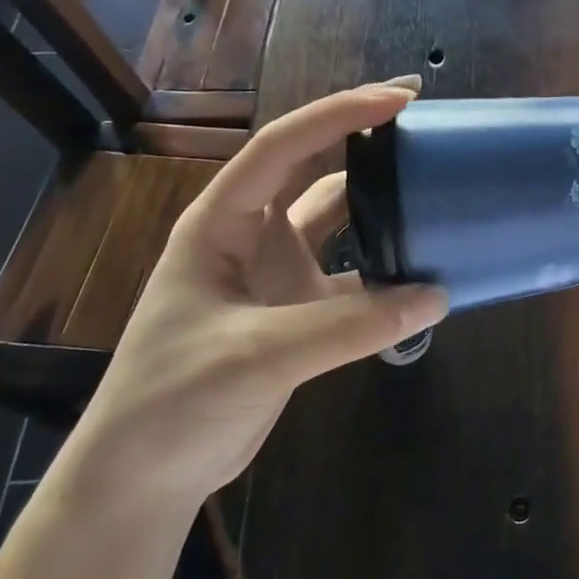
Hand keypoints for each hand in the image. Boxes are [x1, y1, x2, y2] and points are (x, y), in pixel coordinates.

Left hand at [59, 80, 447, 513]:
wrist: (143, 479)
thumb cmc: (174, 401)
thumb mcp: (259, 355)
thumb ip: (349, 324)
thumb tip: (435, 296)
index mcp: (221, 221)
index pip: (283, 146)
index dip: (340, 114)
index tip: (400, 99)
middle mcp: (251, 234)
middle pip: (311, 166)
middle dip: (361, 136)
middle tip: (422, 117)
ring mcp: (276, 272)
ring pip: (335, 217)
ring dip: (378, 199)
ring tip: (431, 181)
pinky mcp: (297, 310)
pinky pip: (352, 273)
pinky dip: (385, 266)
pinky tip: (422, 265)